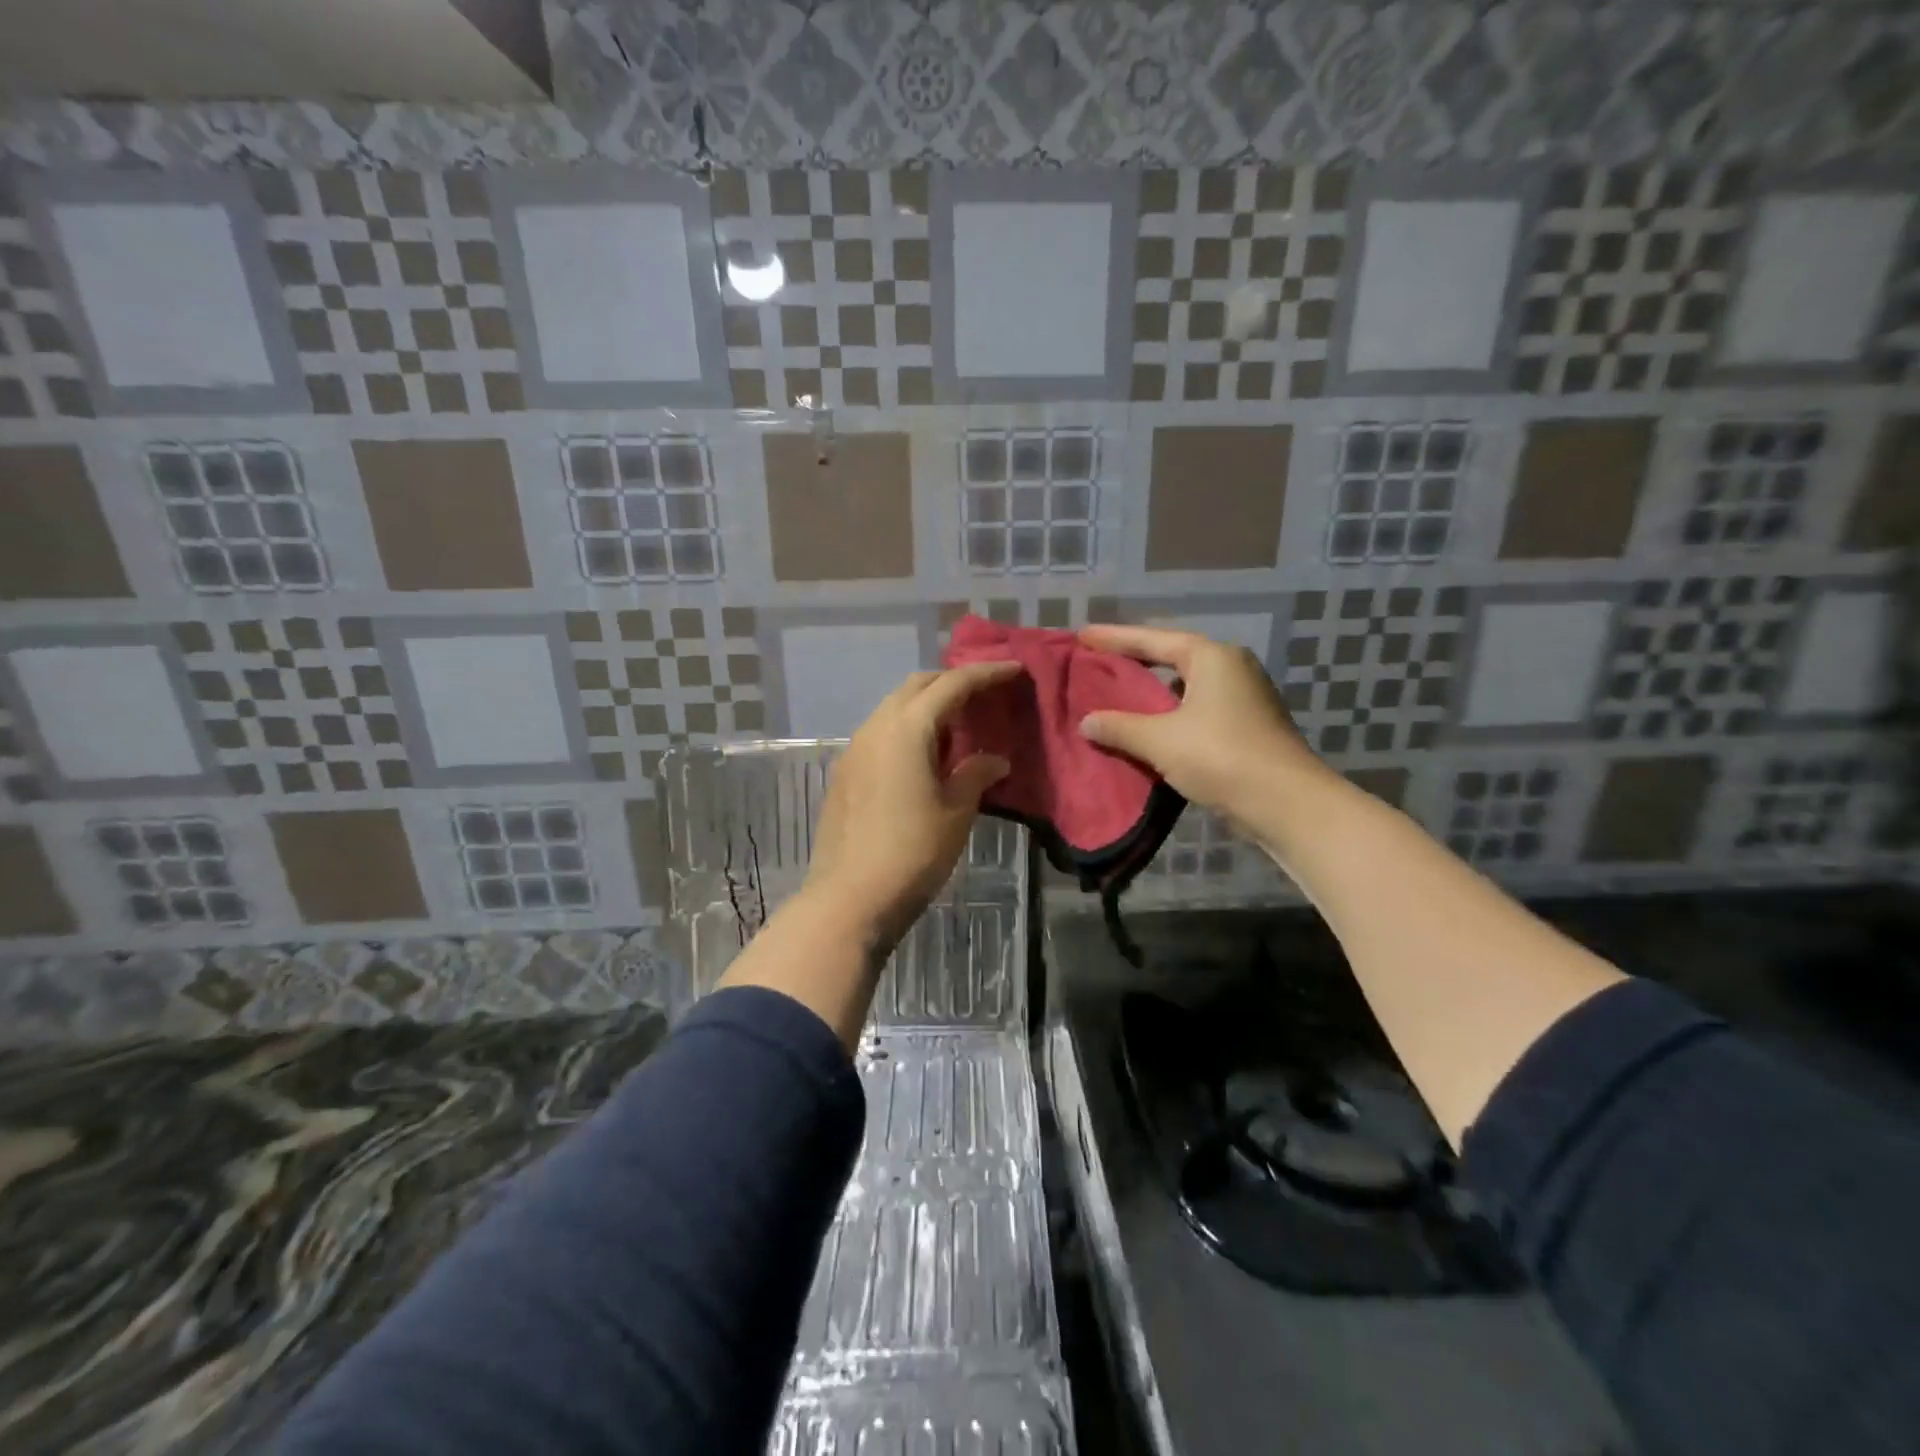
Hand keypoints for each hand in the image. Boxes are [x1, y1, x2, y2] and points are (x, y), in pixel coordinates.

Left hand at [800, 662, 1021, 951]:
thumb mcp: (956, 812)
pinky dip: (908, 728)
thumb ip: (976, 775)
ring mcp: (855, 749)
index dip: (985, 673)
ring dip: (927, 705)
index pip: (951, 684)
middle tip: (985, 692)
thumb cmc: (913, 853)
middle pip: (916, 686)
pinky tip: (926, 754)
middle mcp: (876, 727)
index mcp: (906, 729)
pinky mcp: (846, 772)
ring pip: (894, 707)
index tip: (1014, 669)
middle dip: (952, 681)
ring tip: (959, 723)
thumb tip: (994, 760)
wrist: (850, 898)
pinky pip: (882, 732)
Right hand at [1077, 624, 1329, 827]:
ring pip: (1185, 686)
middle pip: (1172, 657)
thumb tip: (1087, 721)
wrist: (1286, 802)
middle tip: (1097, 662)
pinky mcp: (1246, 726)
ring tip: (1116, 694)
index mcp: (1212, 657)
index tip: (1082, 636)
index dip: (1115, 638)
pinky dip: (1168, 714)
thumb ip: (1119, 727)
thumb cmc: (1221, 756)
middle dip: (1134, 661)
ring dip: (1152, 691)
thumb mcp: (1160, 740)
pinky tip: (1147, 728)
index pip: (1153, 639)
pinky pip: (1195, 710)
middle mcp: (1231, 668)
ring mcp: (1243, 697)